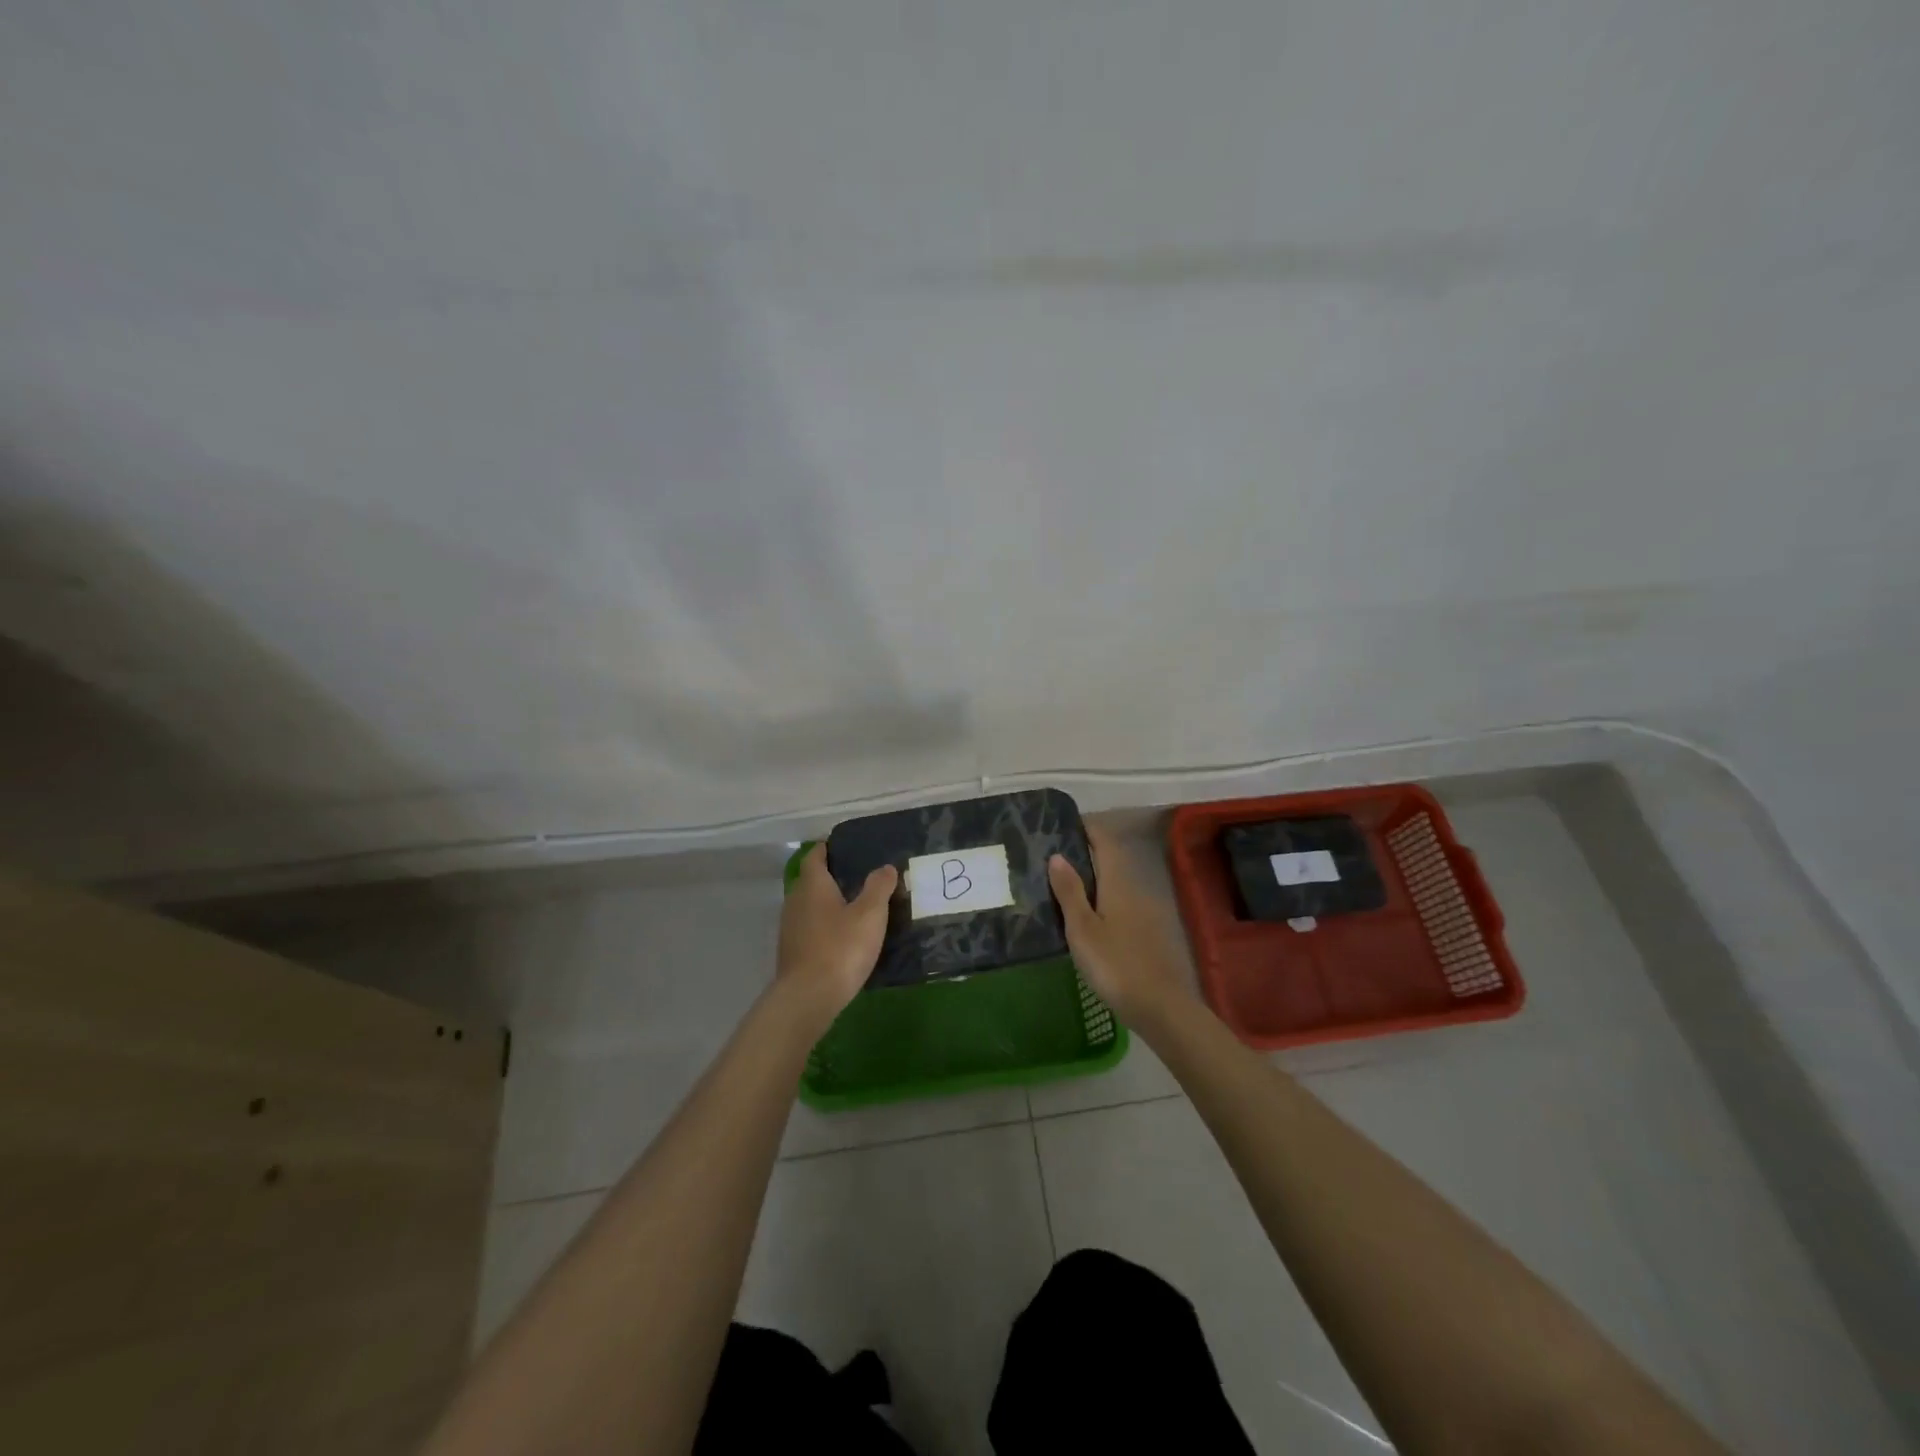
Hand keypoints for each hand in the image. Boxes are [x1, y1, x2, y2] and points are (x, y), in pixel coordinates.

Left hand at [777, 844, 896, 1026]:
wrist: (808, 997)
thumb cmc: (841, 948)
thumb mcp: (870, 914)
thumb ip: (879, 887)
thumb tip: (885, 867)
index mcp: (812, 885)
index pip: (815, 856)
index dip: (826, 849)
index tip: (842, 846)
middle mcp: (795, 901)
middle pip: (810, 881)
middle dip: (830, 877)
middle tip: (857, 877)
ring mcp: (790, 928)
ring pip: (809, 906)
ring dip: (826, 904)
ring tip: (853, 907)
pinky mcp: (791, 952)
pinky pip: (809, 928)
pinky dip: (823, 926)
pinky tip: (841, 937)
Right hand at [1049, 826, 1191, 1026]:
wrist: (1160, 1007)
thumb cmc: (1116, 964)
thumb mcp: (1082, 929)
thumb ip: (1070, 891)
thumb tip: (1057, 855)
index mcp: (1118, 882)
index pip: (1104, 841)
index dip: (1086, 829)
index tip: (1060, 827)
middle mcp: (1134, 889)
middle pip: (1109, 861)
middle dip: (1083, 854)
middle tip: (1049, 858)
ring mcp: (1143, 912)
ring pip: (1113, 884)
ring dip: (1090, 880)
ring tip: (1059, 886)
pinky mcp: (1145, 933)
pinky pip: (1118, 904)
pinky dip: (1100, 901)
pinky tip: (1083, 918)